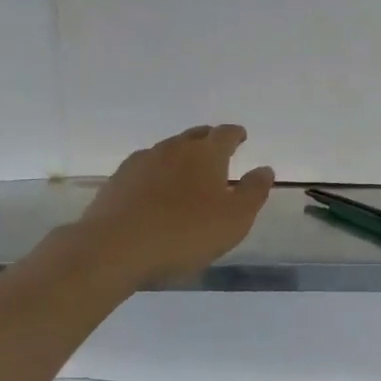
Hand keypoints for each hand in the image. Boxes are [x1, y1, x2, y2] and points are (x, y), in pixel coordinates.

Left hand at [74, 124, 274, 286]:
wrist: (115, 246)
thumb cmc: (184, 233)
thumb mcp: (234, 219)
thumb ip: (253, 192)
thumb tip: (264, 169)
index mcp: (206, 153)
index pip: (225, 134)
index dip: (235, 135)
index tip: (241, 137)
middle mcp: (173, 148)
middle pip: (195, 136)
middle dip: (208, 140)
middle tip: (216, 151)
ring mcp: (142, 162)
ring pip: (168, 150)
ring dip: (180, 157)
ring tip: (186, 173)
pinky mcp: (118, 180)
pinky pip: (145, 168)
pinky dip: (156, 174)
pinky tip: (155, 191)